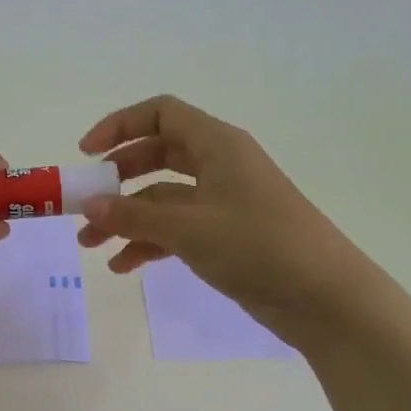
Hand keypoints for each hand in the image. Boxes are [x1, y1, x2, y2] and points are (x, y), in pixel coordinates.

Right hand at [77, 95, 377, 350]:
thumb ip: (133, 215)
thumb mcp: (188, 228)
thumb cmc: (257, 246)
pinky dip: (149, 242)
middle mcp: (220, 165)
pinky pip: (177, 229)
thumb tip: (88, 206)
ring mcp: (223, 202)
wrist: (324, 297)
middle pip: (157, 155)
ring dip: (127, 217)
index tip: (87, 154)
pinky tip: (123, 266)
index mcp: (217, 145)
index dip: (120, 126)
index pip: (161, 114)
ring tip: (91, 244)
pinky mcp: (226, 236)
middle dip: (118, 179)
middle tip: (86, 201)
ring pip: (163, 198)